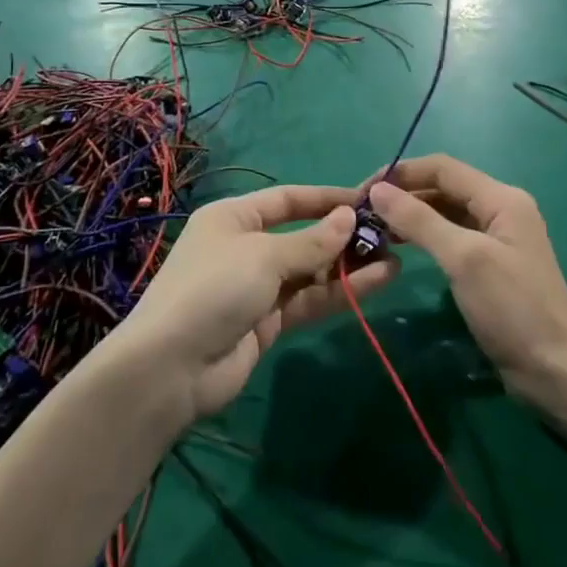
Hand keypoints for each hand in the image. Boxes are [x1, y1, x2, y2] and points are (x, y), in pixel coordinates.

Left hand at [111, 185, 398, 423]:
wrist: (171, 368)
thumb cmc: (214, 289)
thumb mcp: (264, 256)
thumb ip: (311, 241)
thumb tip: (350, 217)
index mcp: (234, 218)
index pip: (288, 200)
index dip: (326, 199)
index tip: (368, 200)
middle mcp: (246, 247)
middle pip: (302, 235)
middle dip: (342, 236)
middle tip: (389, 235)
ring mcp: (257, 287)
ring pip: (310, 271)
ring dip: (348, 266)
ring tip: (394, 259)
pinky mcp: (267, 323)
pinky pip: (308, 300)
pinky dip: (339, 292)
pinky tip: (377, 282)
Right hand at [368, 156, 566, 406]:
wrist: (556, 371)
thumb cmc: (511, 308)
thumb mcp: (463, 258)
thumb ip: (420, 220)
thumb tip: (378, 190)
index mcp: (501, 198)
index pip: (442, 167)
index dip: (401, 173)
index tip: (363, 190)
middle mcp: (500, 209)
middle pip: (443, 187)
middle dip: (403, 194)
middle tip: (362, 213)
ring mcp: (496, 237)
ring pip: (445, 212)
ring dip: (411, 215)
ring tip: (373, 229)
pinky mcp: (490, 264)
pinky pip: (450, 236)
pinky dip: (424, 236)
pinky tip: (398, 246)